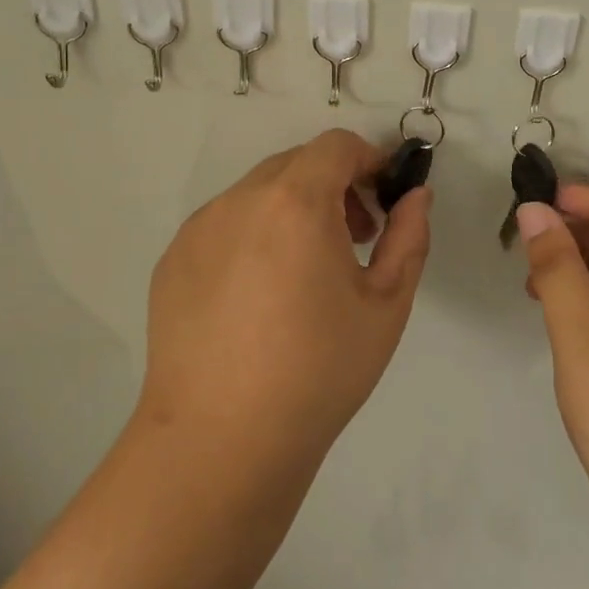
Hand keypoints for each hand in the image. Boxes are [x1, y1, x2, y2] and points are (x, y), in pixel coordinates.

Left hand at [139, 130, 431, 470]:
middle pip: (295, 164)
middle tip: (353, 239)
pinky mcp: (171, 261)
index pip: (336, 146)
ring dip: (291, 209)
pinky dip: (253, 235)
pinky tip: (258, 298)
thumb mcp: (386, 304)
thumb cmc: (319, 370)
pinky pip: (223, 225)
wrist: (221, 442)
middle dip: (333, 185)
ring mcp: (198, 230)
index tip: (382, 199)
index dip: (368, 160)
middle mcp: (240, 201)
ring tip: (304, 272)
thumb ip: (409, 236)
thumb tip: (416, 195)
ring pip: (257, 193)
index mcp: (296, 202)